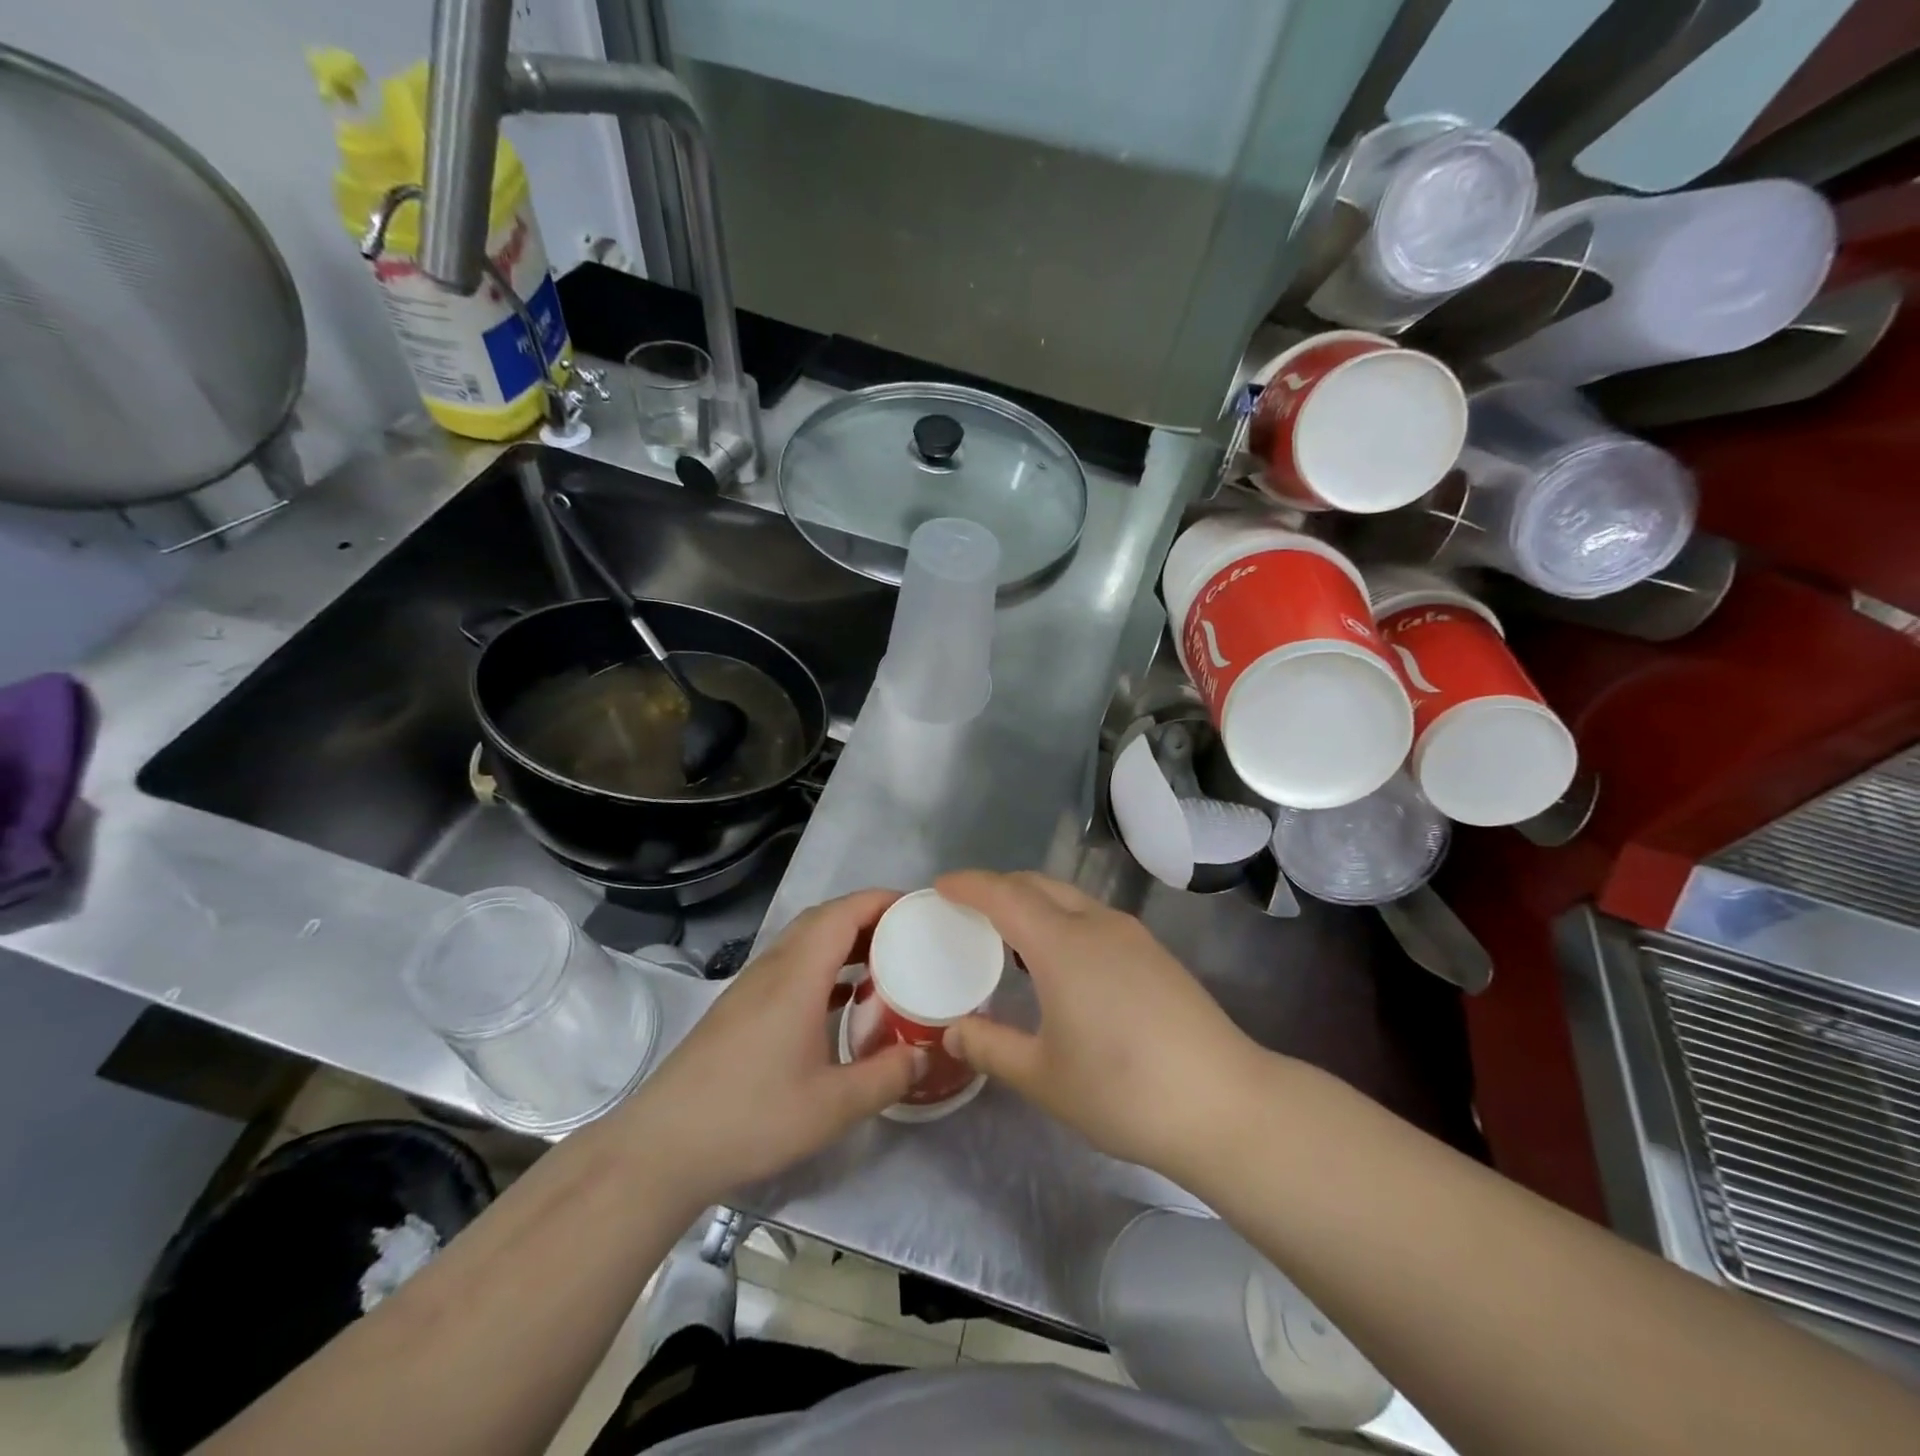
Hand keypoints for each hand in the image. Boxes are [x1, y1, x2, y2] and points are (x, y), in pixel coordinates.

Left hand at [627, 889, 920, 1203]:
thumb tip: (924, 1054)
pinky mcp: (739, 1008)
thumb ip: (885, 1077)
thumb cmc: (751, 1117)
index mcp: (797, 975)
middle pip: (823, 919)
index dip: (880, 901)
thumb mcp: (831, 1107)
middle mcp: (773, 968)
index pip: (842, 913)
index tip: (918, 907)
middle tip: (909, 934)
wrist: (662, 1146)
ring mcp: (751, 986)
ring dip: (843, 940)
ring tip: (883, 962)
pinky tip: (840, 998)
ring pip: (804, 941)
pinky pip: (790, 965)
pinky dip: (823, 965)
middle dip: (867, 916)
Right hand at [936, 871, 1269, 1179]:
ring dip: (1033, 903)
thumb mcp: (1043, 1077)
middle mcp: (1097, 924)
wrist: (1225, 1104)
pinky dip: (1062, 921)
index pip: (1004, 894)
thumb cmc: (1123, 1091)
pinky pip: (1094, 918)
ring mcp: (1132, 935)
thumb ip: (990, 1048)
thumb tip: (952, 1032)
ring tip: (1009, 937)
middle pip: (1038, 885)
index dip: (969, 885)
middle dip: (998, 888)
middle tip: (968, 911)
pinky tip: (1060, 963)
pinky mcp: (1155, 954)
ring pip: (1070, 898)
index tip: (940, 886)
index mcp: (1063, 944)